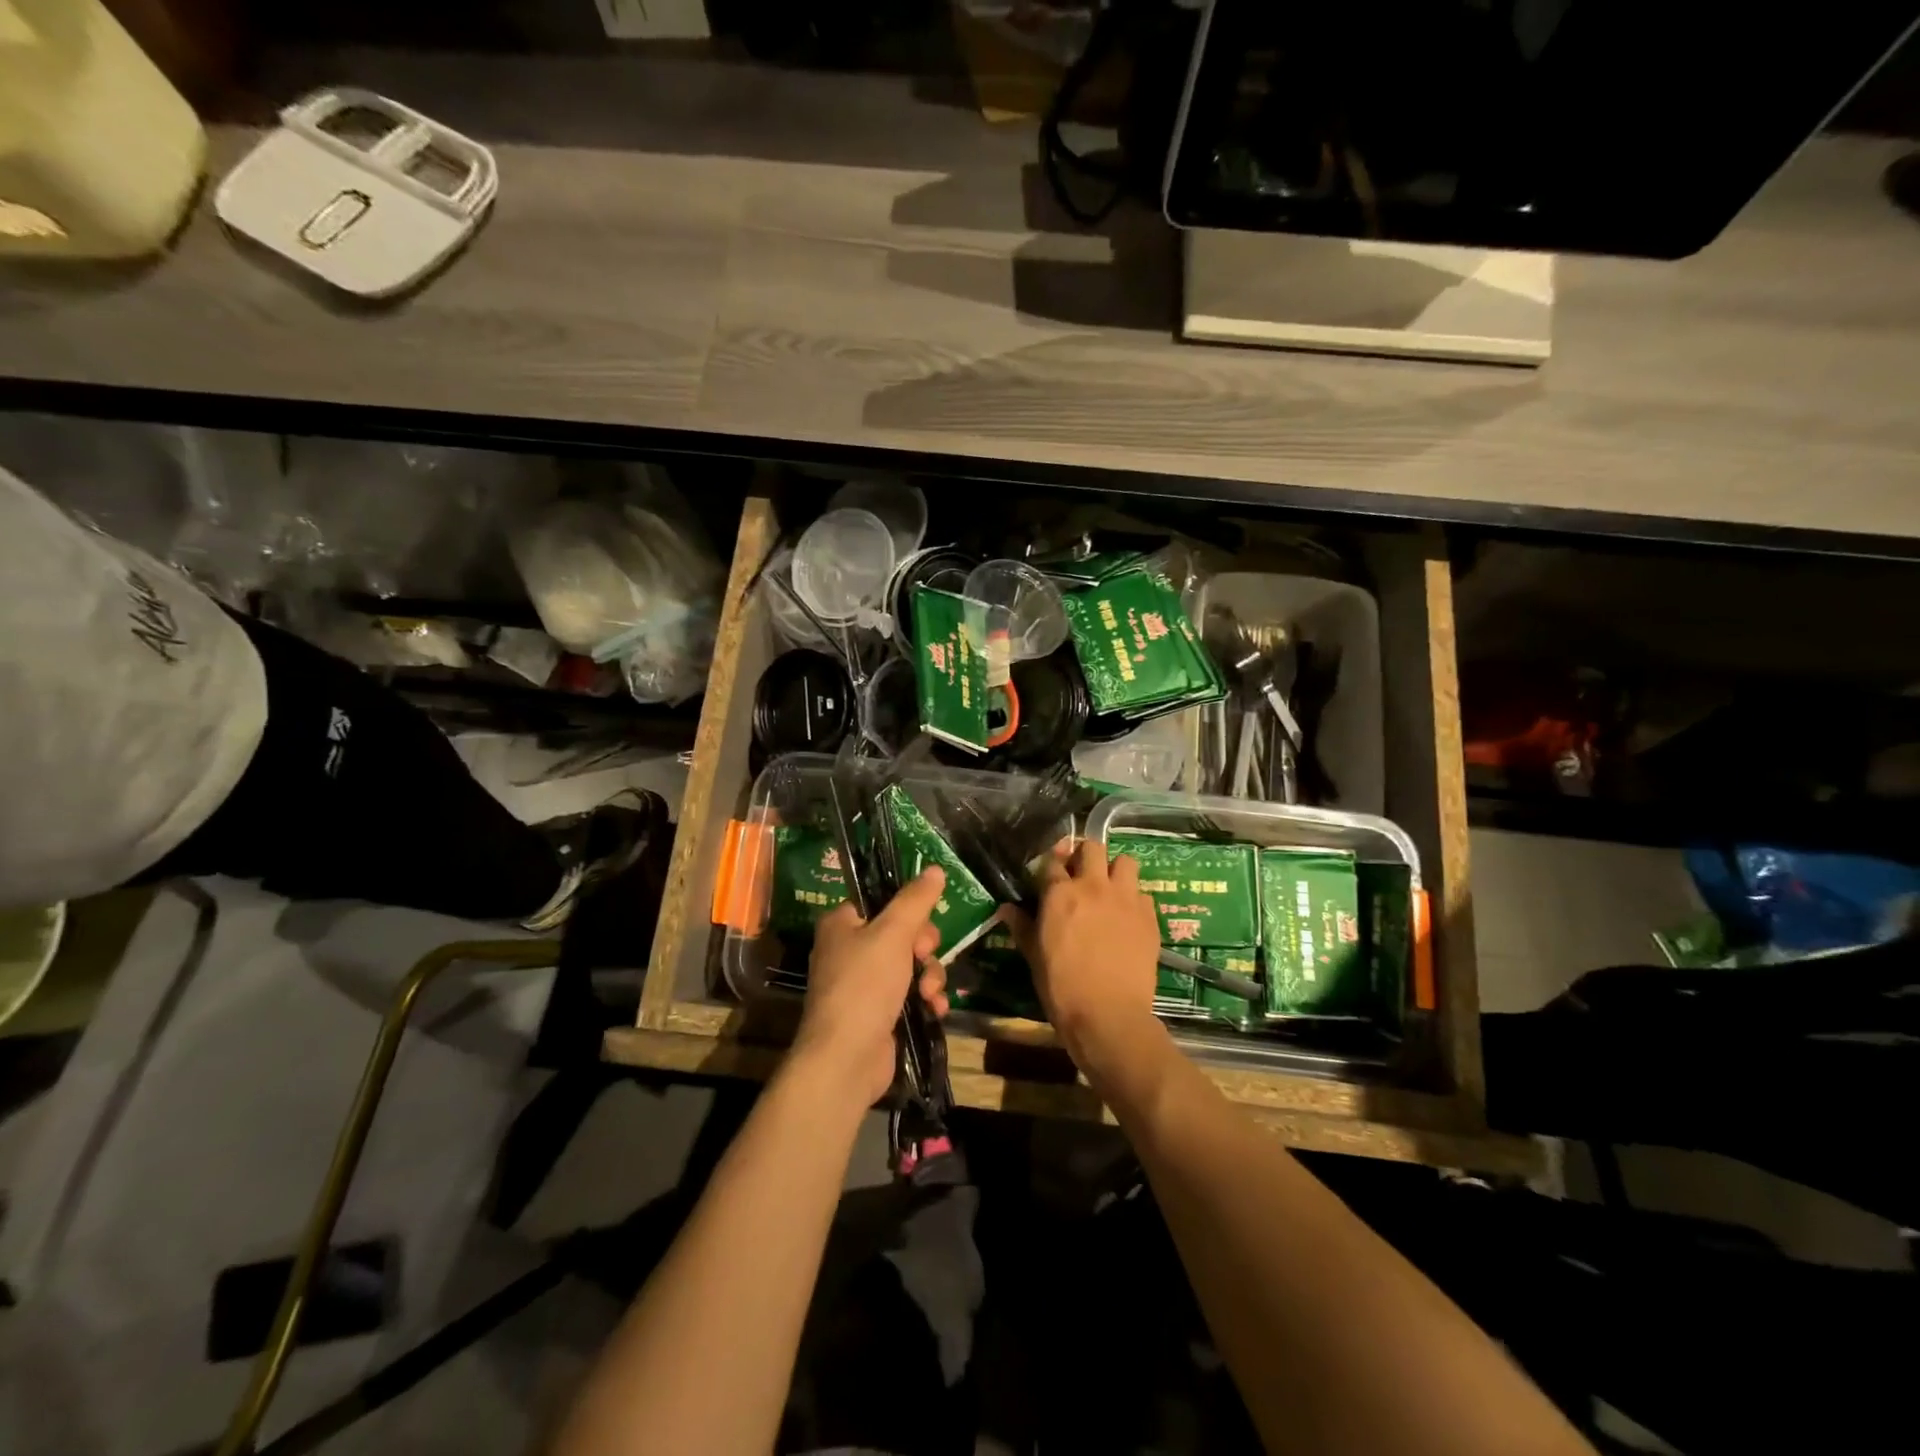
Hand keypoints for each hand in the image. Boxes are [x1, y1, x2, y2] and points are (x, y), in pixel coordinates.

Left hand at [790, 866, 950, 1109]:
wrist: (846, 1059)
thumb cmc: (864, 985)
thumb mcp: (893, 933)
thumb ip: (916, 900)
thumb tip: (936, 868)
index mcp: (842, 924)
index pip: (882, 902)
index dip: (908, 912)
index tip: (922, 924)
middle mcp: (849, 950)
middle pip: (902, 933)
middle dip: (924, 948)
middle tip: (924, 957)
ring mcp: (863, 985)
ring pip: (911, 965)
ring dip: (929, 976)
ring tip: (929, 994)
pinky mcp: (878, 1013)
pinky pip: (910, 994)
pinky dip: (925, 1000)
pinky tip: (934, 1010)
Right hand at [1007, 838, 1161, 1069]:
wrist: (1109, 1016)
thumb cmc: (1062, 987)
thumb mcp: (1034, 956)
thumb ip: (1022, 926)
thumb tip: (1006, 909)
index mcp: (1060, 893)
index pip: (1053, 861)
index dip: (1051, 866)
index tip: (1051, 876)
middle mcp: (1093, 886)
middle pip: (1092, 847)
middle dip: (1085, 856)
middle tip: (1082, 876)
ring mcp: (1125, 898)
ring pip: (1125, 862)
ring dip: (1115, 870)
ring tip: (1110, 889)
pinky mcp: (1149, 916)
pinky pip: (1143, 893)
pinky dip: (1134, 899)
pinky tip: (1128, 917)